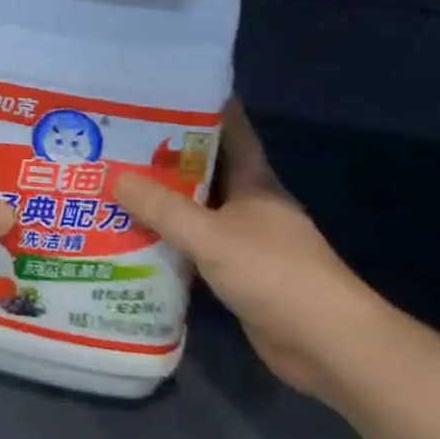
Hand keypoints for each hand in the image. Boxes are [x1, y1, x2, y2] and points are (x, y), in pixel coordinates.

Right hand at [116, 103, 387, 401]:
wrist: (327, 346)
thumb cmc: (275, 274)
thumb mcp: (211, 235)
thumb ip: (163, 208)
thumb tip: (115, 178)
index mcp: (253, 179)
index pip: (228, 127)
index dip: (197, 106)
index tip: (157, 92)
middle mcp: (248, 202)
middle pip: (202, 168)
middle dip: (163, 154)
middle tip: (115, 139)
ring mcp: (244, 239)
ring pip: (195, 209)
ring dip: (161, 200)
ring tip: (112, 182)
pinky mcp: (236, 273)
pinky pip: (194, 246)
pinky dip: (167, 240)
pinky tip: (131, 236)